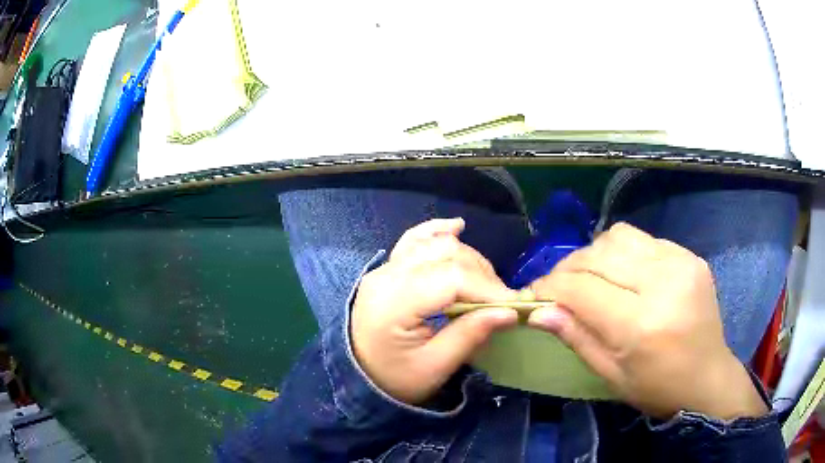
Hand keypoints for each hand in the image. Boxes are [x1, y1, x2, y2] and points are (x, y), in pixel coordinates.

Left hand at [351, 218, 518, 404]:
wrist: (358, 377)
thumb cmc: (395, 379)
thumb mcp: (435, 367)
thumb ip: (470, 334)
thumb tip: (509, 311)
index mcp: (394, 303)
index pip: (452, 278)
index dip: (488, 288)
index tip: (513, 305)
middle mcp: (387, 276)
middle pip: (446, 254)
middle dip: (482, 274)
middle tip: (499, 302)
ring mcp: (384, 269)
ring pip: (435, 244)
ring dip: (468, 258)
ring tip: (484, 285)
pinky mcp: (387, 268)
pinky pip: (414, 239)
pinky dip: (437, 232)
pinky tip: (457, 227)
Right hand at [527, 223, 766, 419]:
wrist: (708, 378)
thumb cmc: (657, 388)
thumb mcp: (611, 375)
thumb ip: (576, 337)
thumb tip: (538, 311)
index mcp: (641, 325)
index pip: (581, 289)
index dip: (550, 287)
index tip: (534, 294)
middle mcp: (662, 283)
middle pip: (598, 255)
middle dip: (567, 268)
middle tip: (558, 287)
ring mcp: (680, 263)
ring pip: (618, 237)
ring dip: (594, 255)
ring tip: (590, 277)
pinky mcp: (689, 255)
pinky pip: (643, 239)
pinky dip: (622, 253)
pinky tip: (623, 274)